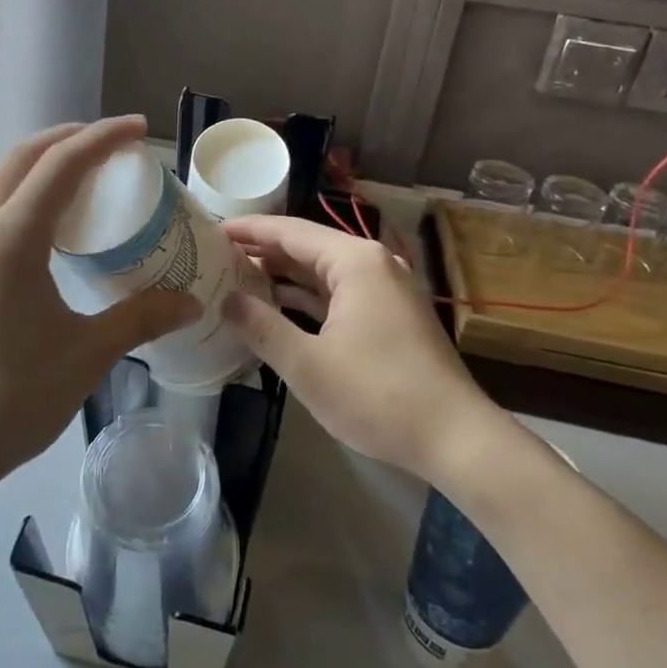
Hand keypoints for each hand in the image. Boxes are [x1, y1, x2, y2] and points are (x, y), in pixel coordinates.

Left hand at [0, 117, 199, 486]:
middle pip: (25, 157)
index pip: (60, 165)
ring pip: (5, 178)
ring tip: (90, 173)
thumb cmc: (12, 398)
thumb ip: (142, 318)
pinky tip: (55, 219)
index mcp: (11, 240)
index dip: (101, 138)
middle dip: (71, 138)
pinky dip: (29, 190)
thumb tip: (192, 302)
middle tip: (116, 145)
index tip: (137, 128)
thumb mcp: (87, 354)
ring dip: (47, 162)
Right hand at [221, 215, 495, 482]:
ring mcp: (386, 289)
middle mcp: (373, 263)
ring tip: (237, 278)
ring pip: (323, 271)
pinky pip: (340, 292)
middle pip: (307, 246)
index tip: (210, 230)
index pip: (289, 231)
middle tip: (215, 257)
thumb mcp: (307, 364)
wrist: (455, 438)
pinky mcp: (391, 314)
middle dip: (263, 251)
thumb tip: (227, 299)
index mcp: (354, 261)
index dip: (247, 230)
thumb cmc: (377, 395)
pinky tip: (278, 306)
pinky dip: (308, 297)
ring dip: (284, 275)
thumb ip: (262, 326)